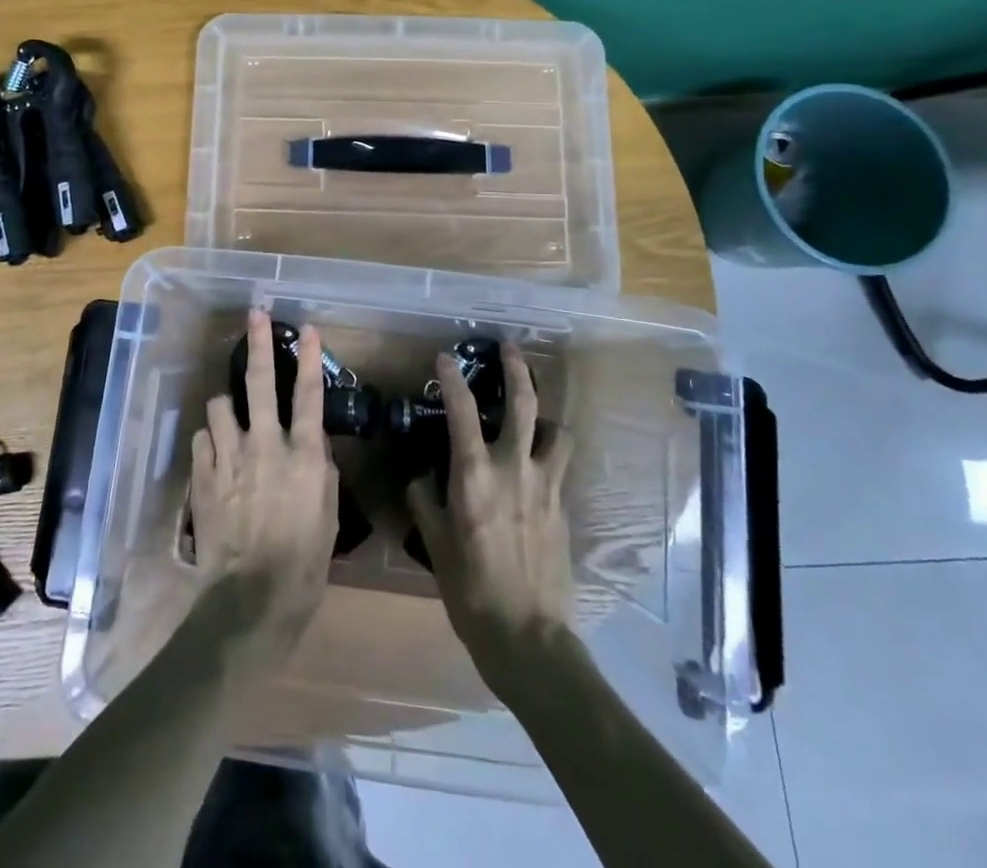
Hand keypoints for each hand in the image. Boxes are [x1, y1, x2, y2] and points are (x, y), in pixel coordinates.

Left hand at [189, 309, 338, 656]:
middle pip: (260, 383)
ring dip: (227, 406)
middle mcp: (265, 445)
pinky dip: (210, 440)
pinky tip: (216, 454)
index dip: (309, 358)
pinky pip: (202, 439)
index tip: (309, 328)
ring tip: (231, 416)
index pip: (308, 395)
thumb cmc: (304, 563)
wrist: (251, 599)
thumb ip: (320, 469)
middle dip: (258, 343)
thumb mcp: (328, 515)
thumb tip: (312, 439)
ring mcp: (229, 458)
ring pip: (220, 405)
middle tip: (256, 314)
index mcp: (302, 455)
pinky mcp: (202, 476)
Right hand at [406, 343, 575, 693]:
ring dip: (545, 416)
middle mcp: (514, 469)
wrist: (529, 637)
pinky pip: (560, 465)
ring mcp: (546, 486)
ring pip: (556, 431)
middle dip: (517, 369)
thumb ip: (425, 501)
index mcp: (475, 476)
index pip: (461, 411)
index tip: (444, 357)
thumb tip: (422, 476)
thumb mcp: (435, 544)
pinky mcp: (564, 507)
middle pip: (525, 404)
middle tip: (510, 348)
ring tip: (535, 417)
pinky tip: (538, 466)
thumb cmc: (471, 590)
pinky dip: (550, 453)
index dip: (452, 379)